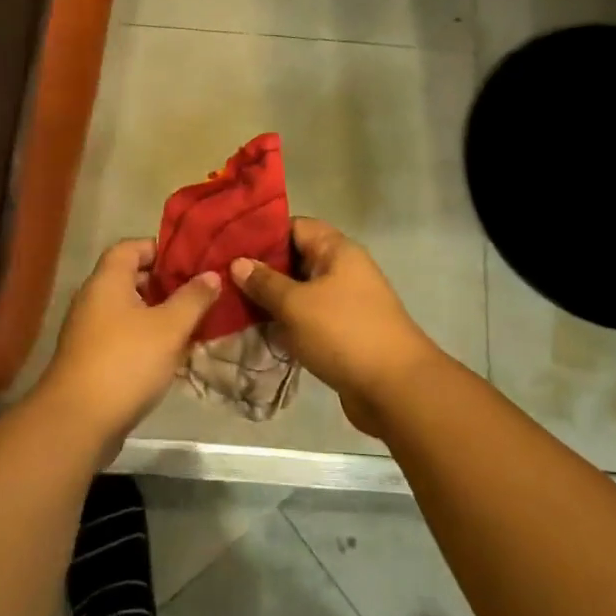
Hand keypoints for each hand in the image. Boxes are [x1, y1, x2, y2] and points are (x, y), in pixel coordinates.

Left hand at [36, 239, 220, 449]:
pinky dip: (147, 338)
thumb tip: (212, 274)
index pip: (131, 247)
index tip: (191, 261)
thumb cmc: (126, 362)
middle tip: (199, 292)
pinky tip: (173, 354)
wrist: (79, 421)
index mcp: (107, 281)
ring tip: (194, 322)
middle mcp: (94, 300)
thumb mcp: (170, 327)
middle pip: (131, 279)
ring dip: (160, 314)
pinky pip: (124, 337)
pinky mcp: (92, 359)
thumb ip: (193, 298)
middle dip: (166, 284)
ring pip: (130, 311)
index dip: (160, 249)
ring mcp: (89, 331)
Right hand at [230, 218, 441, 436]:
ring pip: (299, 292)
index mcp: (337, 251)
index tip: (227, 244)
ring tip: (230, 305)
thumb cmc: (343, 333)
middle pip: (296, 259)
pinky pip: (307, 319)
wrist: (394, 389)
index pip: (295, 226)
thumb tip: (238, 262)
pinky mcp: (342, 333)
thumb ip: (265, 282)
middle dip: (261, 269)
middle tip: (221, 278)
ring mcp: (345, 303)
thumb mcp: (296, 304)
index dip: (262, 233)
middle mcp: (343, 270)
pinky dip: (285, 323)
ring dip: (271, 300)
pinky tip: (256, 331)